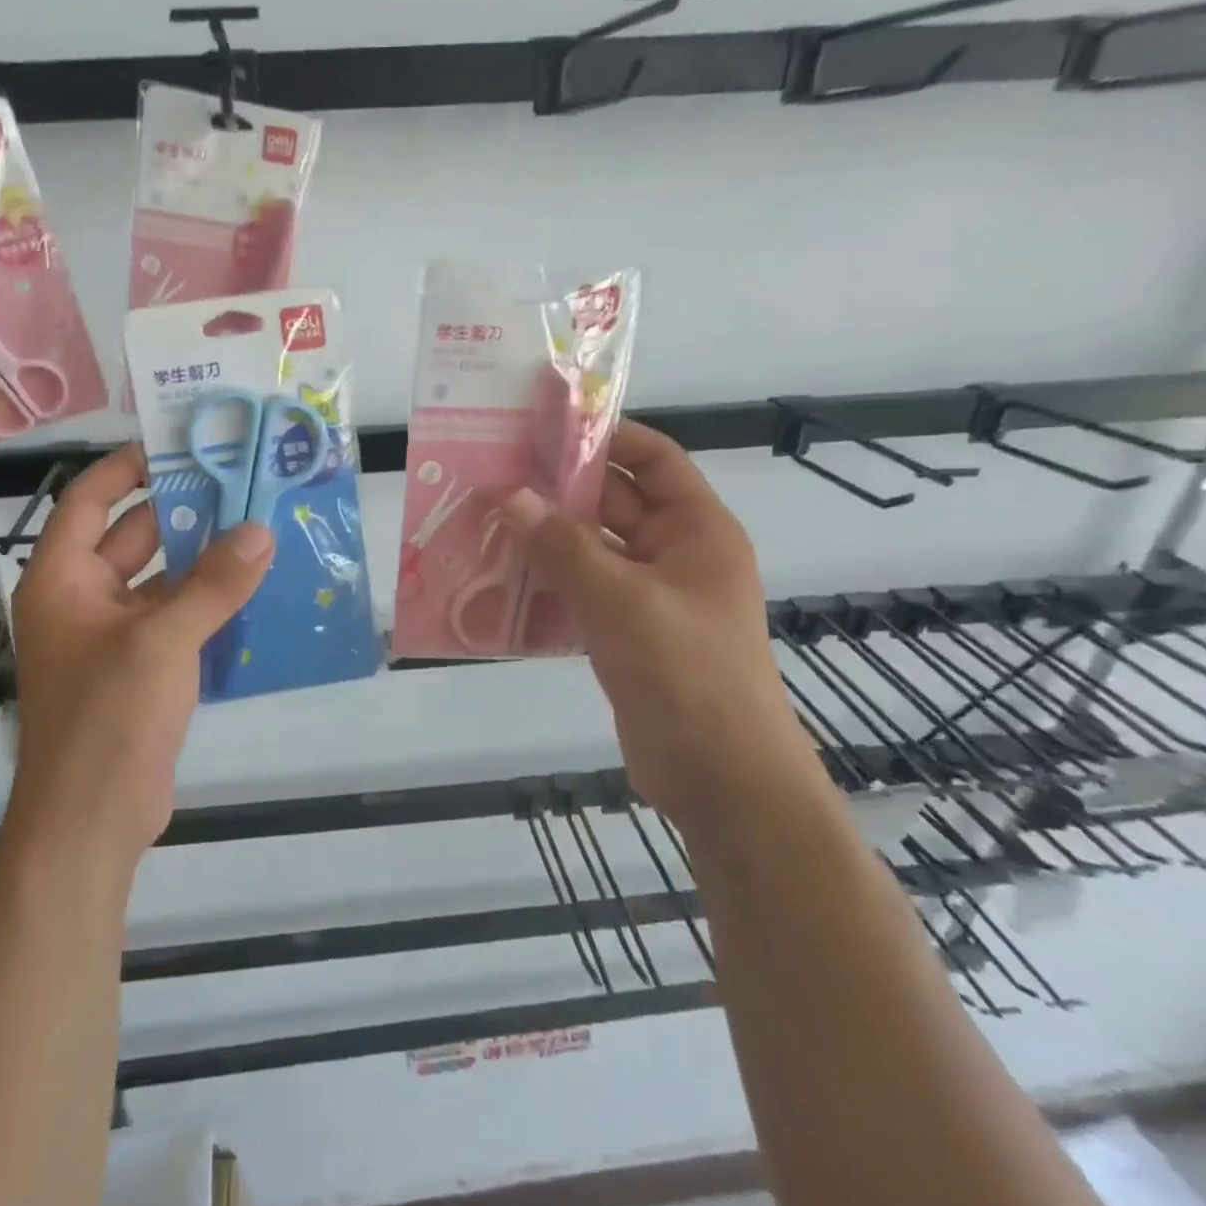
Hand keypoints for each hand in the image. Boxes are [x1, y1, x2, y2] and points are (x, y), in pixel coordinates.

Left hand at [6, 445, 273, 875]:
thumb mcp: (161, 644)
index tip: (181, 445)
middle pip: (134, 536)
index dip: (129, 467)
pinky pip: (177, 619)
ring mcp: (113, 637)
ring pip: (162, 580)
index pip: (90, 500)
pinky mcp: (141, 669)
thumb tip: (261, 531)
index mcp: (62, 579)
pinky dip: (209, 603)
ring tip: (260, 528)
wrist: (91, 824)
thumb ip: (213, 585)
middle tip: (243, 484)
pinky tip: (256, 589)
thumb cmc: (107, 721)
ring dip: (204, 560)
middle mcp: (83, 599)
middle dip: (185, 512)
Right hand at [498, 422, 814, 824]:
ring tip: (485, 521)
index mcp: (696, 531)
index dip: (605, 436)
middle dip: (558, 489)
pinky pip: (581, 591)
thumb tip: (508, 495)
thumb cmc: (686, 674)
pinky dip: (546, 581)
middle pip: (613, 503)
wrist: (720, 778)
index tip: (544, 427)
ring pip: (590, 550)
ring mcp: (649, 597)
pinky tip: (499, 578)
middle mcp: (675, 555)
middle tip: (495, 474)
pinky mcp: (625, 634)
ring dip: (545, 538)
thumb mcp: (622, 601)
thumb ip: (563, 546)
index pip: (653, 459)